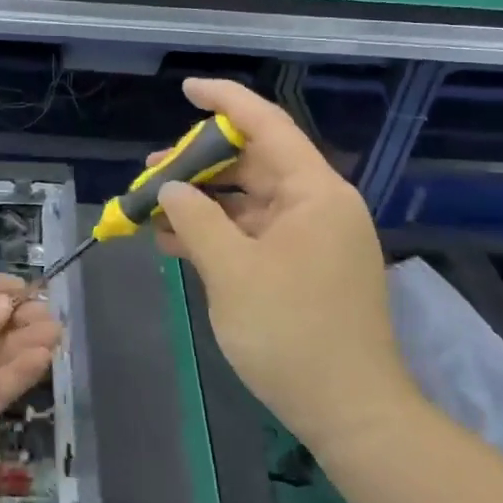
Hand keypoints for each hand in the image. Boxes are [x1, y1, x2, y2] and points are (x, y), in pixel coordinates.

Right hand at [154, 78, 418, 455]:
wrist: (351, 413)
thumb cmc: (292, 334)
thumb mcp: (232, 272)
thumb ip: (196, 220)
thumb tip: (171, 188)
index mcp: (314, 193)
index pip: (268, 126)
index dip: (226, 102)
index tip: (187, 89)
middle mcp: (318, 206)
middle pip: (254, 164)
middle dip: (200, 164)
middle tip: (151, 170)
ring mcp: (313, 239)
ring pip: (250, 203)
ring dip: (203, 204)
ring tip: (153, 208)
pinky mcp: (305, 269)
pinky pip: (255, 235)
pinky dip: (219, 235)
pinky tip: (177, 244)